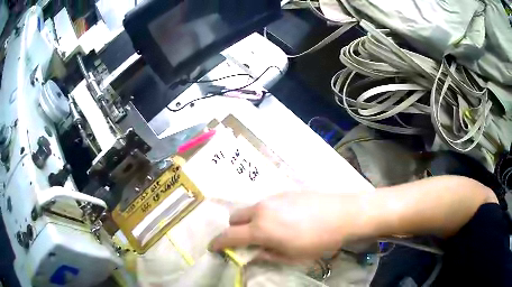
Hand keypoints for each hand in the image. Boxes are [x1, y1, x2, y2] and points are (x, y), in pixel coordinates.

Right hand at [209, 192, 362, 261]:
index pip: (229, 236)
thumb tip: (251, 254)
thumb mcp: (291, 256)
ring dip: (249, 221)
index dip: (218, 243)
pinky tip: (282, 220)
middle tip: (245, 241)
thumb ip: (266, 255)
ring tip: (268, 231)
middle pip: (234, 217)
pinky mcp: (284, 192)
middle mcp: (261, 210)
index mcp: (261, 229)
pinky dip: (263, 213)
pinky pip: (265, 204)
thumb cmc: (317, 241)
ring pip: (250, 209)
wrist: (343, 214)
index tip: (213, 248)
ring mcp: (272, 198)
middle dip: (234, 230)